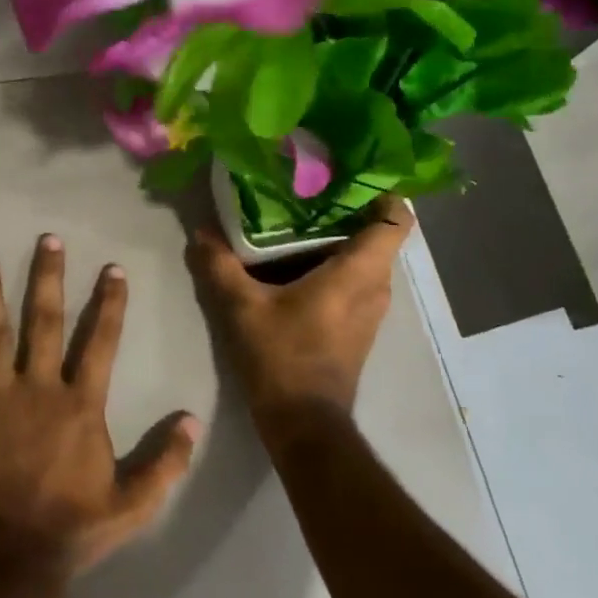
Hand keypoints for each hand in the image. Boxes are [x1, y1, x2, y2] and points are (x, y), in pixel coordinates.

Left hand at [0, 235, 201, 577]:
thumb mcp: (133, 503)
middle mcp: (38, 388)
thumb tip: (193, 420)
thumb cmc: (71, 529)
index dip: (109, 304)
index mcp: (80, 404)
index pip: (101, 342)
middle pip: (44, 322)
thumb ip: (166, 461)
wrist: (8, 561)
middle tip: (46, 239)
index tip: (112, 269)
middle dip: (47, 278)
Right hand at [186, 196, 414, 442]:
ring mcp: (372, 309)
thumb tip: (201, 232)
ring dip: (339, 238)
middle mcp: (376, 286)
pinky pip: (356, 280)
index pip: (396, 218)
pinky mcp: (359, 326)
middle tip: (307, 188)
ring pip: (366, 258)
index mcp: (358, 272)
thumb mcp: (241, 308)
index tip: (349, 172)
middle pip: (377, 233)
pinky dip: (334, 264)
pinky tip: (296, 261)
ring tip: (297, 218)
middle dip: (348, 208)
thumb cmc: (281, 359)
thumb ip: (220, 265)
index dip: (381, 189)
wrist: (304, 425)